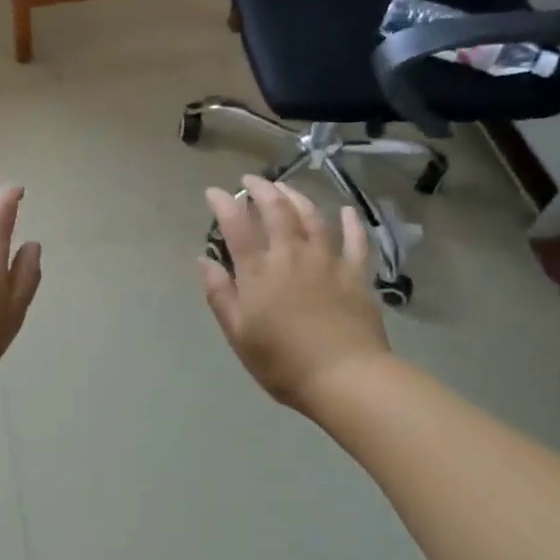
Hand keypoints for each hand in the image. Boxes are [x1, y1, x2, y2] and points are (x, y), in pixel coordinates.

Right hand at [199, 176, 392, 410]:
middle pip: (276, 210)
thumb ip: (220, 294)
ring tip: (285, 188)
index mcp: (258, 271)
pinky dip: (350, 222)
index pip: (236, 225)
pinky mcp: (355, 274)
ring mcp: (327, 261)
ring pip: (311, 217)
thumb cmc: (283, 362)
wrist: (346, 378)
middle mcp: (291, 255)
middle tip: (250, 180)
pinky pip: (355, 240)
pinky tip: (346, 210)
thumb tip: (204, 260)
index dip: (223, 203)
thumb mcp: (238, 334)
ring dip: (296, 197)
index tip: (214, 192)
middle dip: (260, 189)